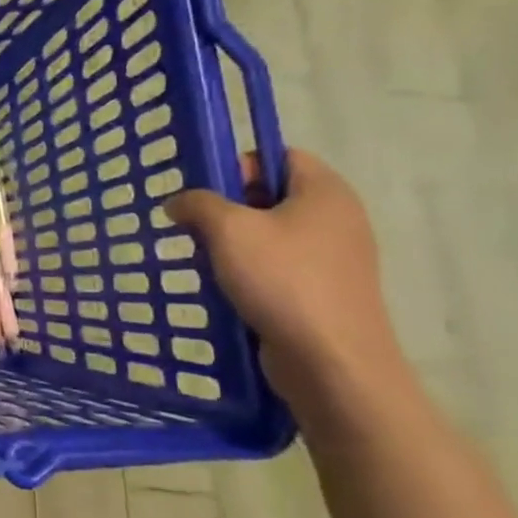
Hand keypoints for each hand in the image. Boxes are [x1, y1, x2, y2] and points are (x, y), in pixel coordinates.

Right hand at [164, 149, 409, 411]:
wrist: (332, 362)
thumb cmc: (283, 281)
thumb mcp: (228, 230)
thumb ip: (197, 204)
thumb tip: (179, 203)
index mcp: (325, 191)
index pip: (280, 155)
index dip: (240, 165)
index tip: (206, 191)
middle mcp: (338, 218)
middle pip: (273, 195)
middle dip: (228, 207)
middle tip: (195, 225)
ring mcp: (335, 258)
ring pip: (272, 234)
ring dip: (234, 243)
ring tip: (205, 259)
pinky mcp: (325, 291)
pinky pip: (279, 266)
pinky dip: (250, 271)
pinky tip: (226, 287)